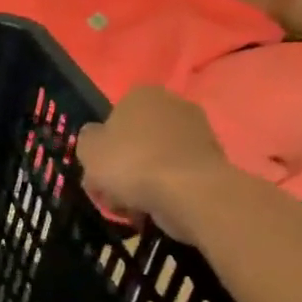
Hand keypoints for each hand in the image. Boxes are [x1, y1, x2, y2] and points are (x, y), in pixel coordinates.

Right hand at [74, 86, 232, 242]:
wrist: (190, 193)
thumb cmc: (130, 163)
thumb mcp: (87, 149)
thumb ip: (88, 139)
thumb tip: (97, 137)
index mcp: (142, 94)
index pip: (114, 116)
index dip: (103, 144)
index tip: (97, 167)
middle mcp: (174, 105)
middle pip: (137, 137)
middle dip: (125, 162)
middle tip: (112, 190)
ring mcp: (199, 132)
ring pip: (157, 158)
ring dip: (145, 178)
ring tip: (133, 205)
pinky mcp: (215, 160)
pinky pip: (178, 174)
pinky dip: (167, 189)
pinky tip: (156, 207)